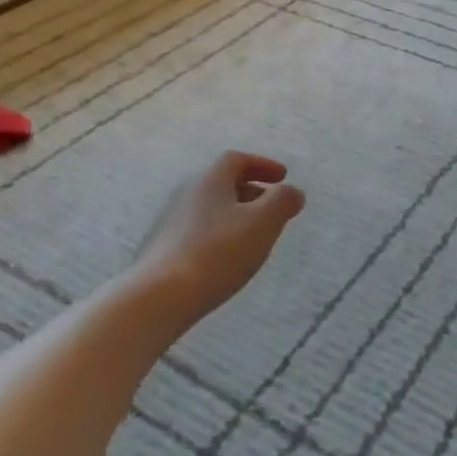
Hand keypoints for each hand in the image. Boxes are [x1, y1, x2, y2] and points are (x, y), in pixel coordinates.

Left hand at [134, 152, 305, 322]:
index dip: (262, 164)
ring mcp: (176, 224)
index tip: (283, 177)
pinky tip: (233, 258)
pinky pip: (203, 232)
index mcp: (211, 182)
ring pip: (214, 209)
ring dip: (239, 214)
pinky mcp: (170, 250)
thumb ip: (282, 202)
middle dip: (252, 191)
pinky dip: (224, 235)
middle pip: (223, 184)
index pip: (236, 160)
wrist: (163, 295)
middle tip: (274, 206)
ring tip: (258, 235)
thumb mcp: (262, 223)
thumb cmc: (219, 252)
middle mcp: (190, 196)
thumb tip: (293, 192)